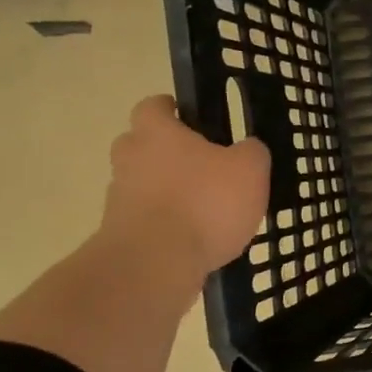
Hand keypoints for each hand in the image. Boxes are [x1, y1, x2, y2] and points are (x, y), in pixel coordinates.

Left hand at [103, 95, 269, 272]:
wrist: (155, 264)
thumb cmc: (205, 203)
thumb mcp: (249, 169)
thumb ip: (252, 152)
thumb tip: (248, 148)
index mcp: (158, 134)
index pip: (153, 107)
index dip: (169, 108)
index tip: (186, 114)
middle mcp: (130, 160)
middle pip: (139, 144)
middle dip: (163, 151)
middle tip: (197, 162)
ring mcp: (119, 199)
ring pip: (141, 184)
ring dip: (164, 191)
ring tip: (202, 208)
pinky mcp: (119, 235)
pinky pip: (144, 220)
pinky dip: (164, 224)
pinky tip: (194, 239)